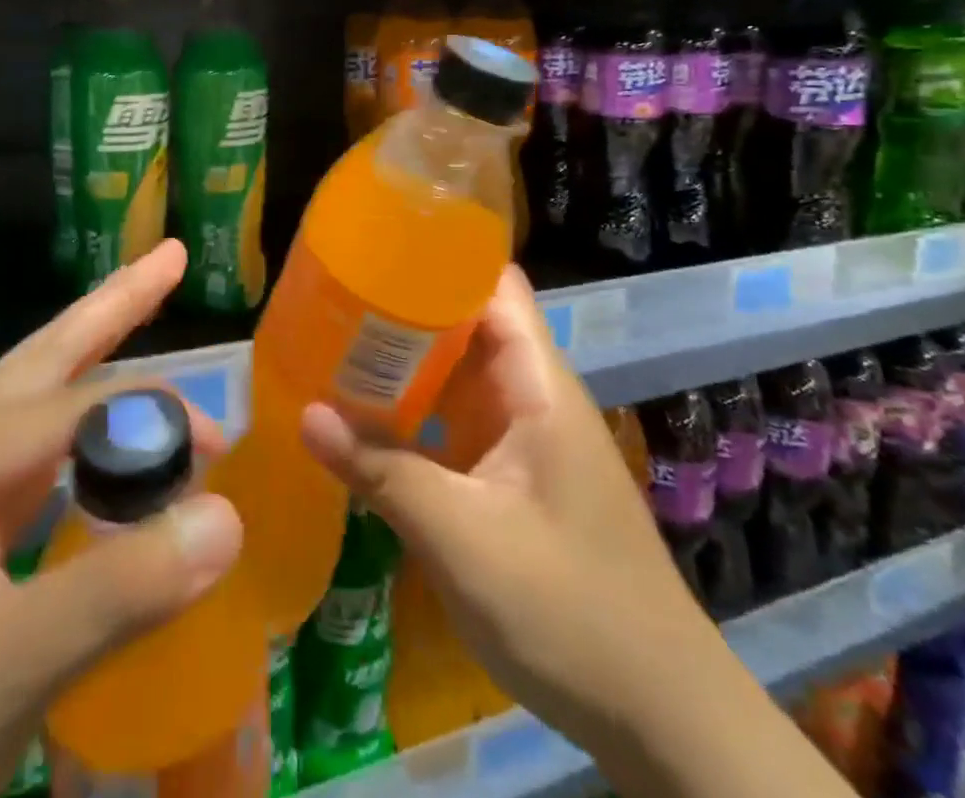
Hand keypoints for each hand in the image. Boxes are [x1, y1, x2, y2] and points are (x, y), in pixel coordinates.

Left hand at [0, 241, 242, 797]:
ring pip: (23, 414)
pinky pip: (13, 475)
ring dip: (89, 372)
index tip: (221, 443)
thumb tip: (228, 520)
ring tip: (138, 309)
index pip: (63, 412)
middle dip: (108, 310)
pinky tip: (98, 441)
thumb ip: (118, 590)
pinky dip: (68, 453)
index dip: (149, 419)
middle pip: (34, 367)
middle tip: (169, 256)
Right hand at [298, 264, 711, 750]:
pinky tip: (366, 419)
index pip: (492, 285)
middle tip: (331, 298)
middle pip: (467, 322)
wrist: (659, 716)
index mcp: (537, 384)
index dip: (440, 256)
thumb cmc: (570, 610)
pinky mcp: (515, 475)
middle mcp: (532, 395)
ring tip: (333, 344)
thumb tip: (305, 414)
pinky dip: (416, 410)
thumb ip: (383, 473)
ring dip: (405, 361)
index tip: (374, 247)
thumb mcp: (464, 539)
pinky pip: (458, 420)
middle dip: (404, 307)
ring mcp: (525, 436)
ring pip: (458, 373)